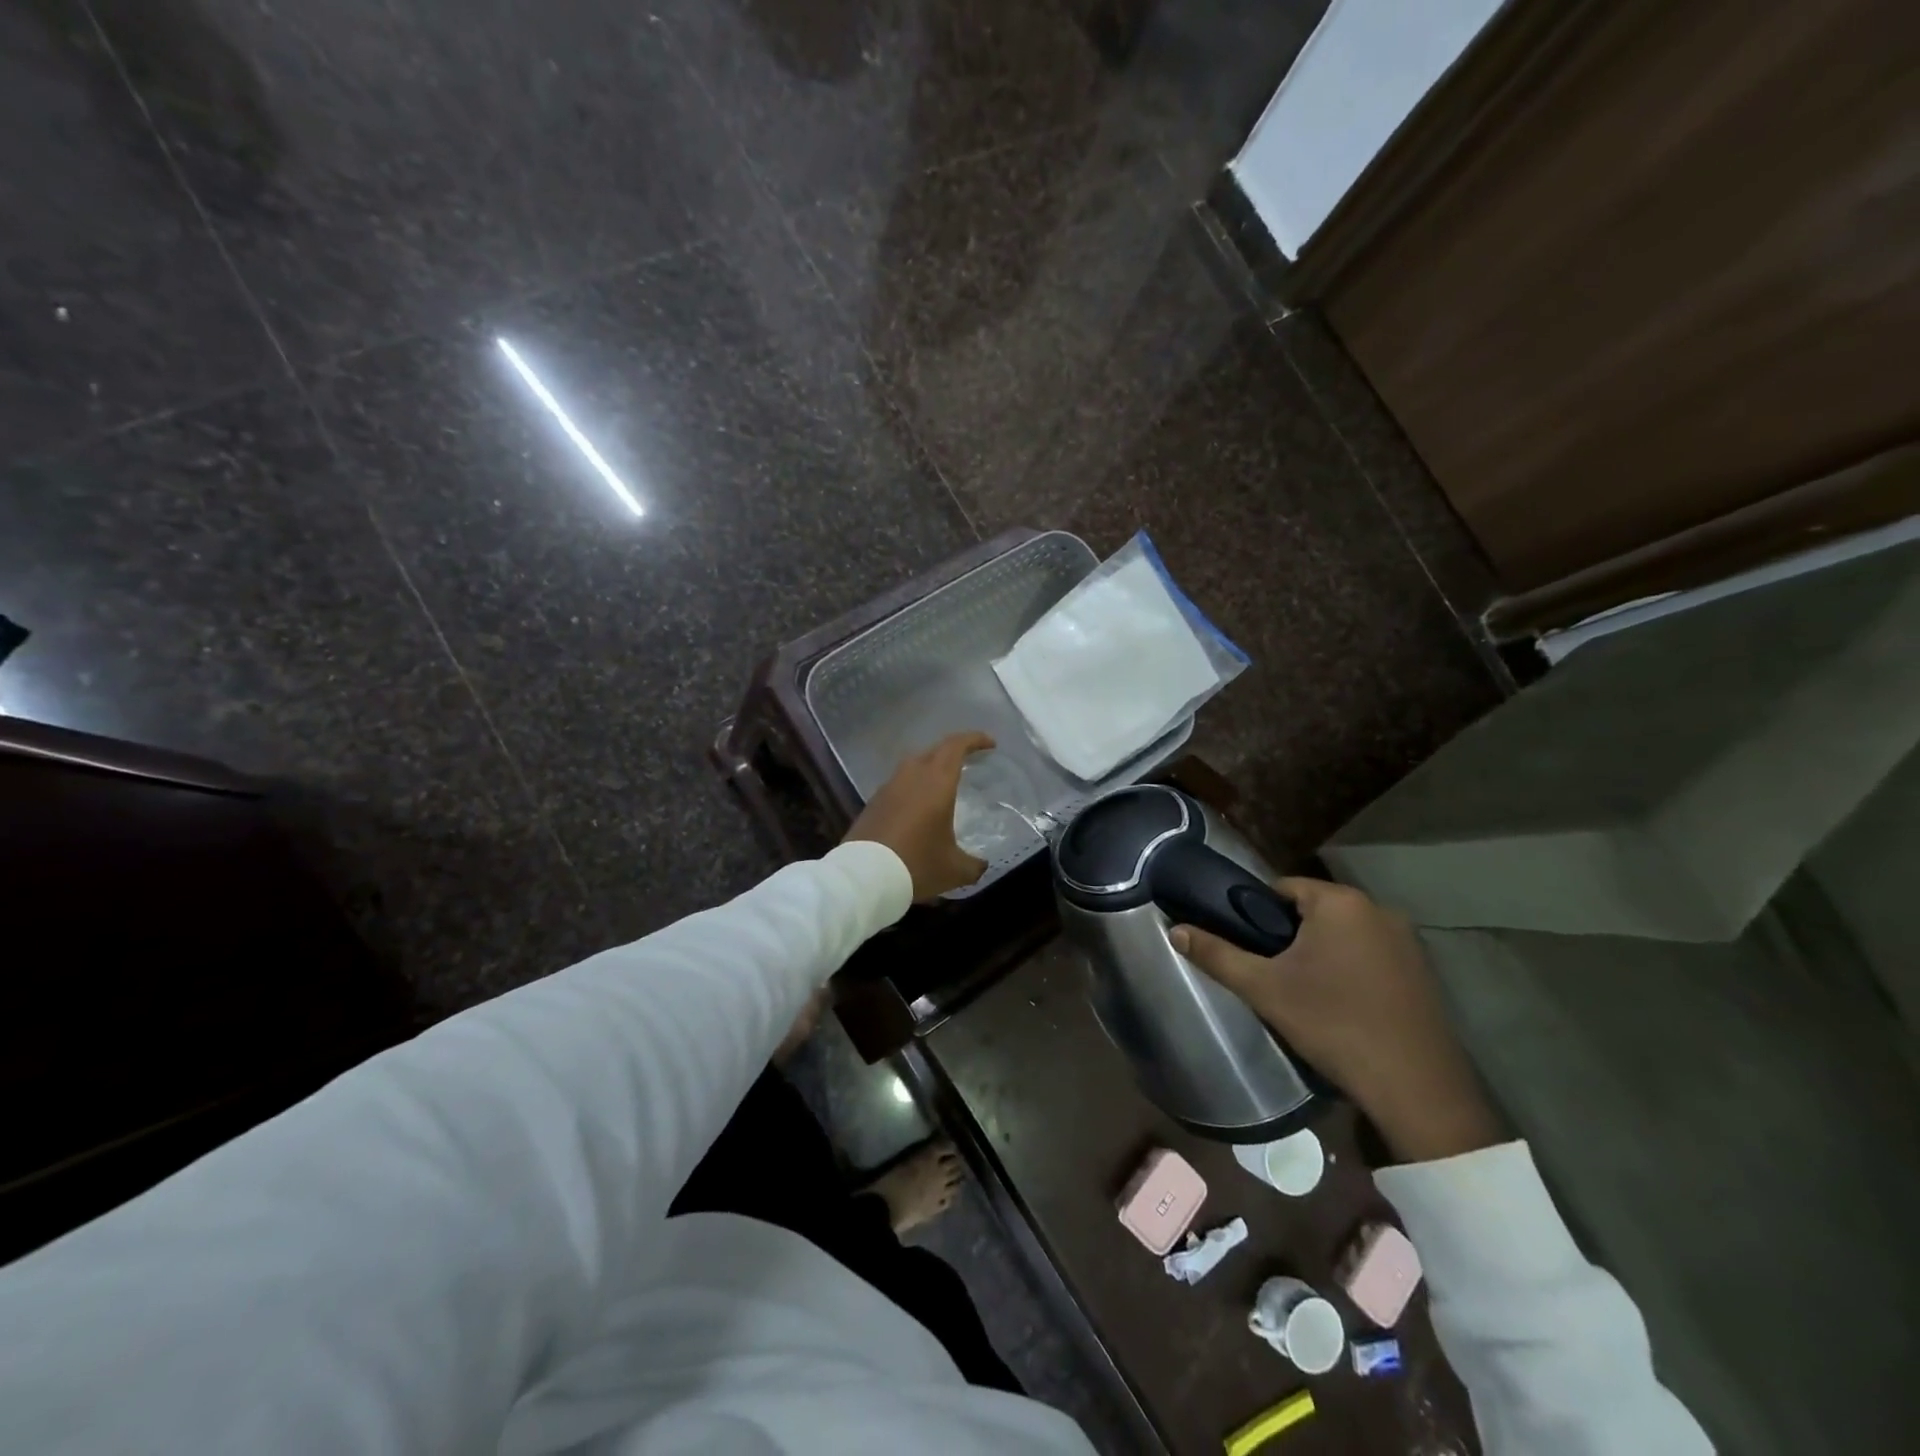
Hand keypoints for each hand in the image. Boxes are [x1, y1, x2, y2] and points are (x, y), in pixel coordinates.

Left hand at [844, 731, 994, 900]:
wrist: (863, 877)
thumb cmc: (916, 864)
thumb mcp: (954, 870)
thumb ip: (973, 865)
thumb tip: (981, 865)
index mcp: (936, 782)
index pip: (956, 745)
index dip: (974, 739)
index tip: (990, 744)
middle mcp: (911, 776)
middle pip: (934, 751)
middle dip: (954, 751)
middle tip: (969, 762)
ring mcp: (888, 787)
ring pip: (913, 766)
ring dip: (930, 768)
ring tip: (943, 785)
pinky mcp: (873, 803)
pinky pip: (898, 785)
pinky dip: (912, 788)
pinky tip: (917, 807)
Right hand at [1170, 878, 1504, 1163]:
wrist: (1415, 1088)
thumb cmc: (1333, 1024)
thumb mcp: (1264, 989)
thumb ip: (1217, 954)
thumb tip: (1174, 929)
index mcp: (1340, 902)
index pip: (1282, 888)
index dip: (1256, 914)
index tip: (1247, 947)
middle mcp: (1378, 909)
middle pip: (1314, 909)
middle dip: (1289, 935)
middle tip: (1270, 973)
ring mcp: (1407, 940)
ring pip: (1343, 933)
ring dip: (1321, 952)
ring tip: (1302, 991)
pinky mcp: (1422, 971)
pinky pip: (1371, 954)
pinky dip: (1350, 968)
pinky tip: (1341, 1004)